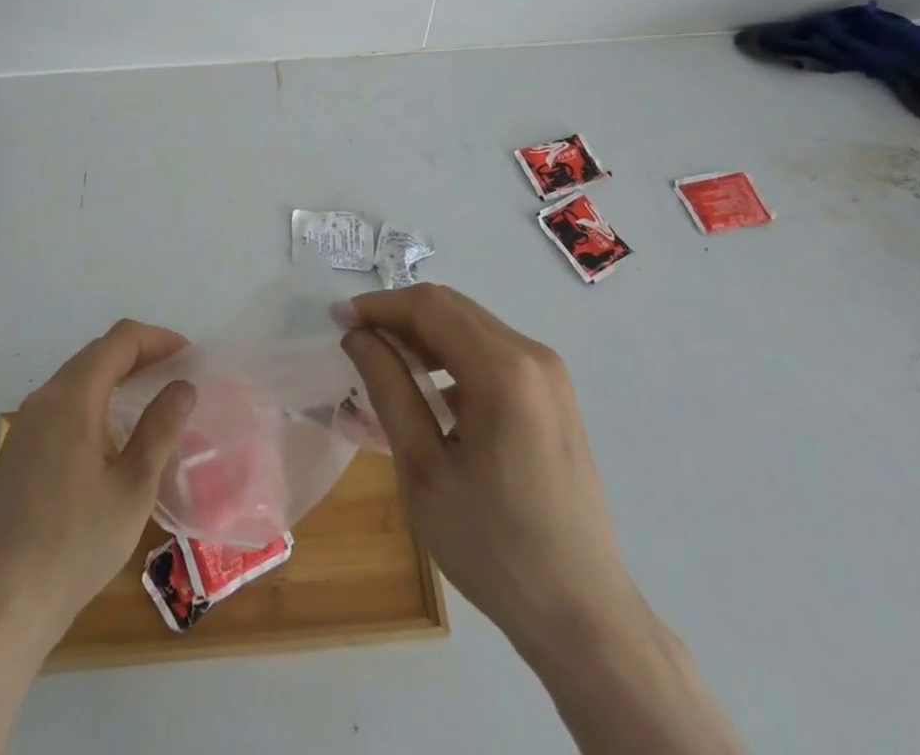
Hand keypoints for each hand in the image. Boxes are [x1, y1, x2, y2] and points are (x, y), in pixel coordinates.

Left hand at [0, 319, 195, 649]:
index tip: (188, 357)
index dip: (158, 339)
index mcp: (73, 397)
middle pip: (97, 353)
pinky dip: (92, 400)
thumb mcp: (134, 487)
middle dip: (139, 354)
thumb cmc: (77, 544)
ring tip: (149, 399)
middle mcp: (44, 398)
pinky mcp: (17, 450)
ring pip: (77, 377)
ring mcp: (25, 424)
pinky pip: (60, 404)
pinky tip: (109, 435)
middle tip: (174, 376)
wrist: (6, 604)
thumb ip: (160, 428)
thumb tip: (183, 386)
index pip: (120, 340)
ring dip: (115, 376)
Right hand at [342, 285, 745, 753]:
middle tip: (356, 342)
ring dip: (424, 334)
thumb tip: (358, 336)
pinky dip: (452, 355)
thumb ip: (390, 389)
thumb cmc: (493, 547)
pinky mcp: (553, 394)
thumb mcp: (424, 470)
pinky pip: (492, 352)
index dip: (379, 305)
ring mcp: (549, 373)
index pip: (429, 307)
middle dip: (399, 316)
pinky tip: (429, 391)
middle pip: (452, 308)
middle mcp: (532, 355)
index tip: (337, 320)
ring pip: (471, 326)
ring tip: (385, 364)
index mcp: (504, 371)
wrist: (581, 613)